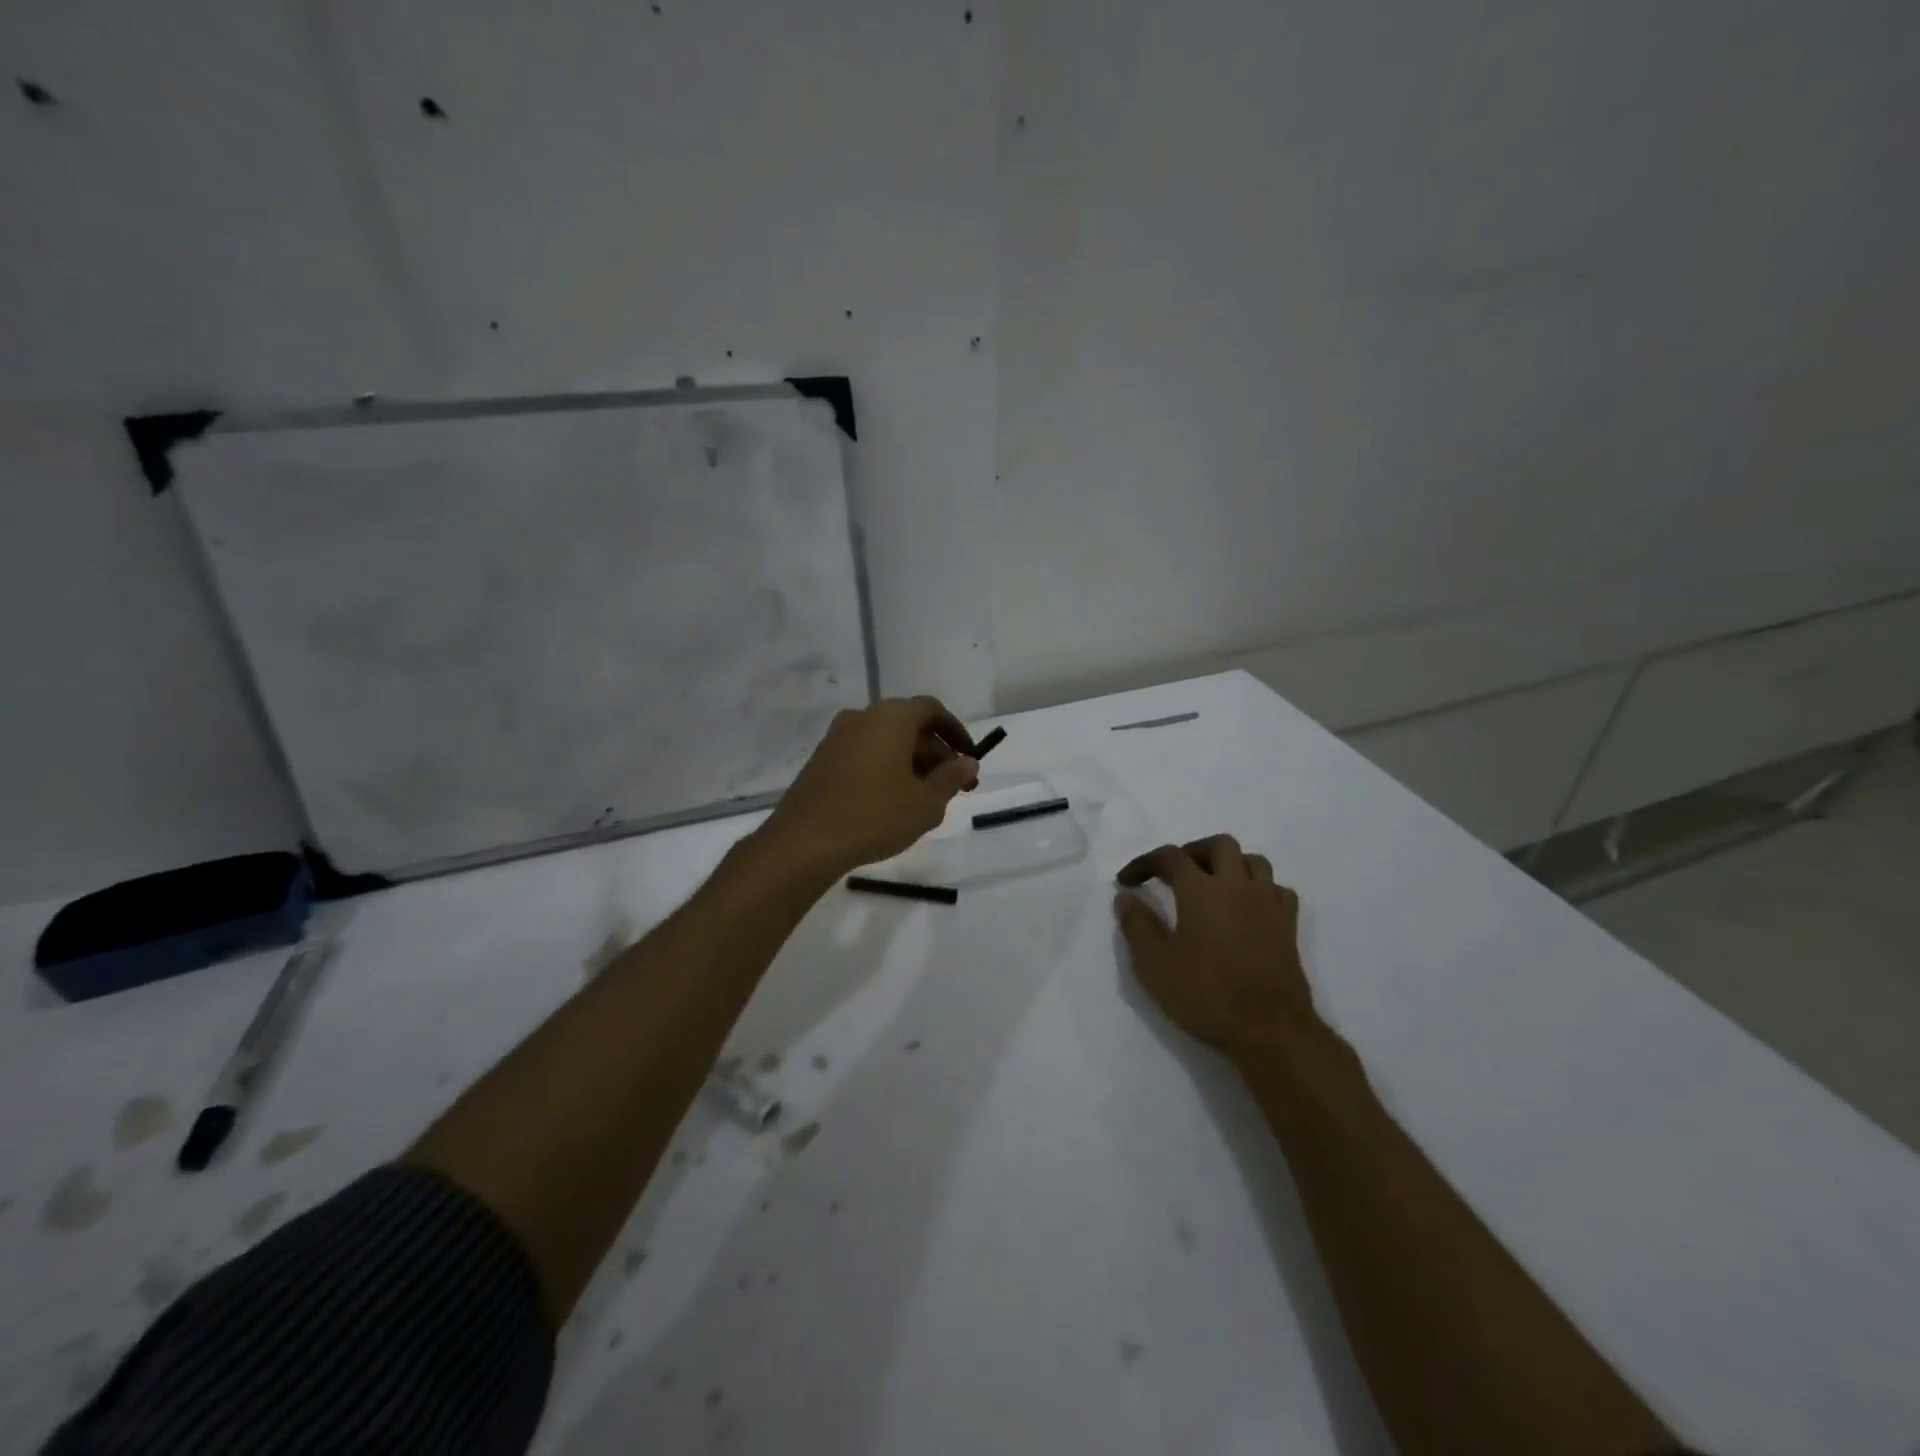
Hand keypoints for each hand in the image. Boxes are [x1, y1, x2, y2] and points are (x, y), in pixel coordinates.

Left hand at [762, 697, 978, 874]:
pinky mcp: (821, 761)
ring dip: (911, 764)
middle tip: (955, 788)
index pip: (932, 710)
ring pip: (885, 742)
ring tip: (927, 799)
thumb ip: (951, 778)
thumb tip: (967, 762)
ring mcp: (837, 738)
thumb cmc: (875, 816)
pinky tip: (893, 803)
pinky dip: (885, 770)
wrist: (804, 842)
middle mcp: (862, 717)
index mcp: (891, 717)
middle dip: (936, 754)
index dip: (956, 732)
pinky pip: (864, 756)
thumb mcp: (926, 803)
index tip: (970, 758)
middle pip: (909, 726)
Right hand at [1114, 835, 1316, 1059]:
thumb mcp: (1154, 965)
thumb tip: (1125, 898)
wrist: (1270, 1030)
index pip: (1170, 857)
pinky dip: (1260, 888)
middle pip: (1219, 845)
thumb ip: (1137, 926)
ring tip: (1213, 884)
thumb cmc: (1206, 994)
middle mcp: (1237, 886)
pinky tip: (1248, 907)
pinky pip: (1277, 889)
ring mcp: (1268, 904)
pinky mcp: (1288, 927)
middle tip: (1174, 873)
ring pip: (1253, 861)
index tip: (1127, 881)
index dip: (1144, 863)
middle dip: (1192, 851)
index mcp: (1201, 890)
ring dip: (1230, 864)